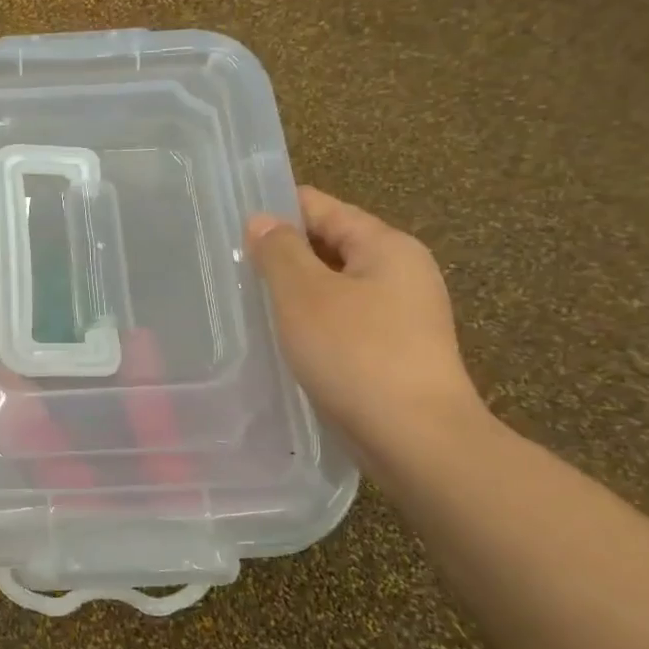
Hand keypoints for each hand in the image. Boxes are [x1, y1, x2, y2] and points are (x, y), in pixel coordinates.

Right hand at [247, 186, 484, 469]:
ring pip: (335, 287)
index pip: (324, 208)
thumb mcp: (304, 295)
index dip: (278, 209)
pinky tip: (283, 339)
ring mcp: (402, 315)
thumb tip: (262, 220)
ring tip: (249, 302)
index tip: (232, 222)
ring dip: (295, 291)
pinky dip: (313, 322)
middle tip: (232, 267)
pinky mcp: (395, 352)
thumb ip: (279, 251)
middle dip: (284, 254)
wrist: (416, 439)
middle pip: (332, 246)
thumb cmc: (356, 354)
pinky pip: (344, 321)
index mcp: (386, 246)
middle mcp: (401, 272)